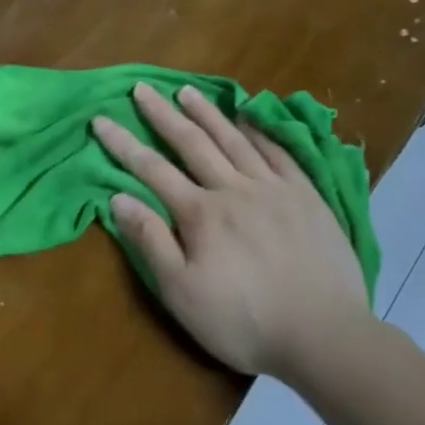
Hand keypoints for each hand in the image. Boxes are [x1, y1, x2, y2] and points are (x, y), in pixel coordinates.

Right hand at [91, 83, 374, 380]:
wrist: (324, 335)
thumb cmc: (243, 321)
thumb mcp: (182, 292)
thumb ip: (150, 241)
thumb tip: (118, 198)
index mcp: (200, 214)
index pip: (152, 169)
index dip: (123, 144)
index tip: (101, 119)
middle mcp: (234, 189)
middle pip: (192, 143)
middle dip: (162, 114)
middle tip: (142, 89)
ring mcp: (275, 189)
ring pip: (234, 140)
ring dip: (207, 113)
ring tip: (187, 91)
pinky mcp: (307, 196)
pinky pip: (279, 152)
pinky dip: (259, 132)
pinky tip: (249, 118)